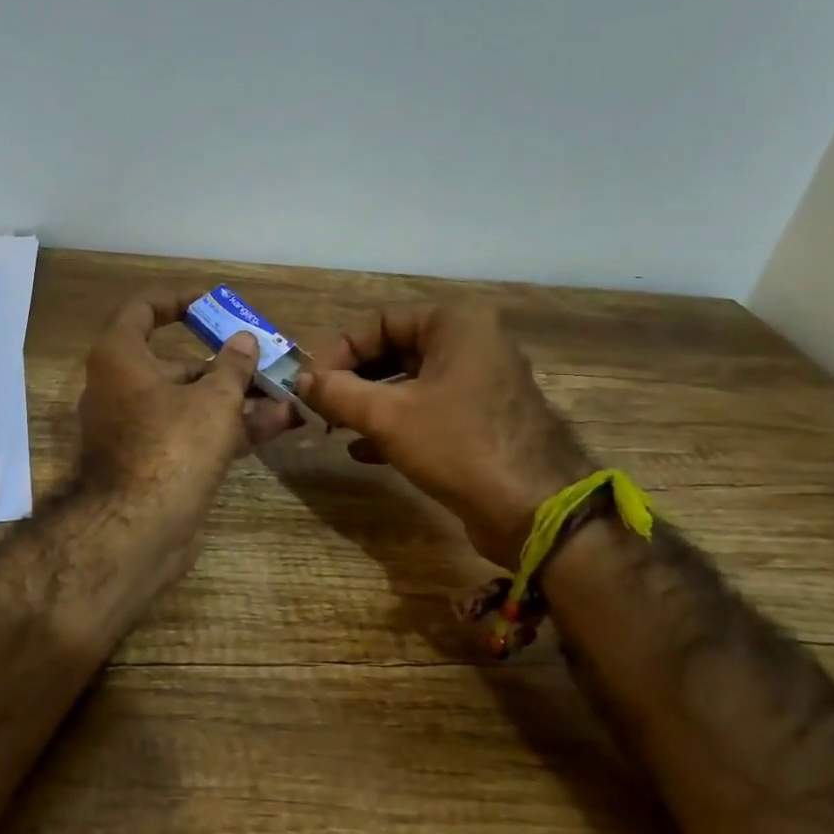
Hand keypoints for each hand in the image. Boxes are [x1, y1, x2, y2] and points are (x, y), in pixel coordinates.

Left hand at [77, 289, 294, 556]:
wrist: (138, 531)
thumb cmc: (171, 446)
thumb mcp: (213, 400)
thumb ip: (232, 366)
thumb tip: (244, 340)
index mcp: (120, 359)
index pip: (142, 311)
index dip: (178, 301)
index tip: (212, 304)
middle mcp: (121, 389)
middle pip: (176, 363)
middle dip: (226, 362)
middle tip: (265, 359)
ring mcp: (137, 430)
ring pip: (190, 403)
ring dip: (237, 398)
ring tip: (286, 393)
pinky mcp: (154, 463)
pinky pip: (192, 434)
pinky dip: (228, 427)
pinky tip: (276, 425)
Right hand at [296, 304, 592, 567]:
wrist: (533, 511)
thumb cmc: (458, 446)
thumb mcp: (387, 416)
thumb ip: (337, 392)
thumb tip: (300, 381)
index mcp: (456, 324)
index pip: (380, 322)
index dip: (339, 352)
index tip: (310, 385)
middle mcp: (473, 342)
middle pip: (394, 351)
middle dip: (353, 381)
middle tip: (321, 408)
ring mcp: (481, 381)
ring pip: (409, 383)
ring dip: (369, 404)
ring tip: (336, 428)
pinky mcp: (483, 418)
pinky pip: (428, 408)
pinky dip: (395, 423)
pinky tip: (363, 450)